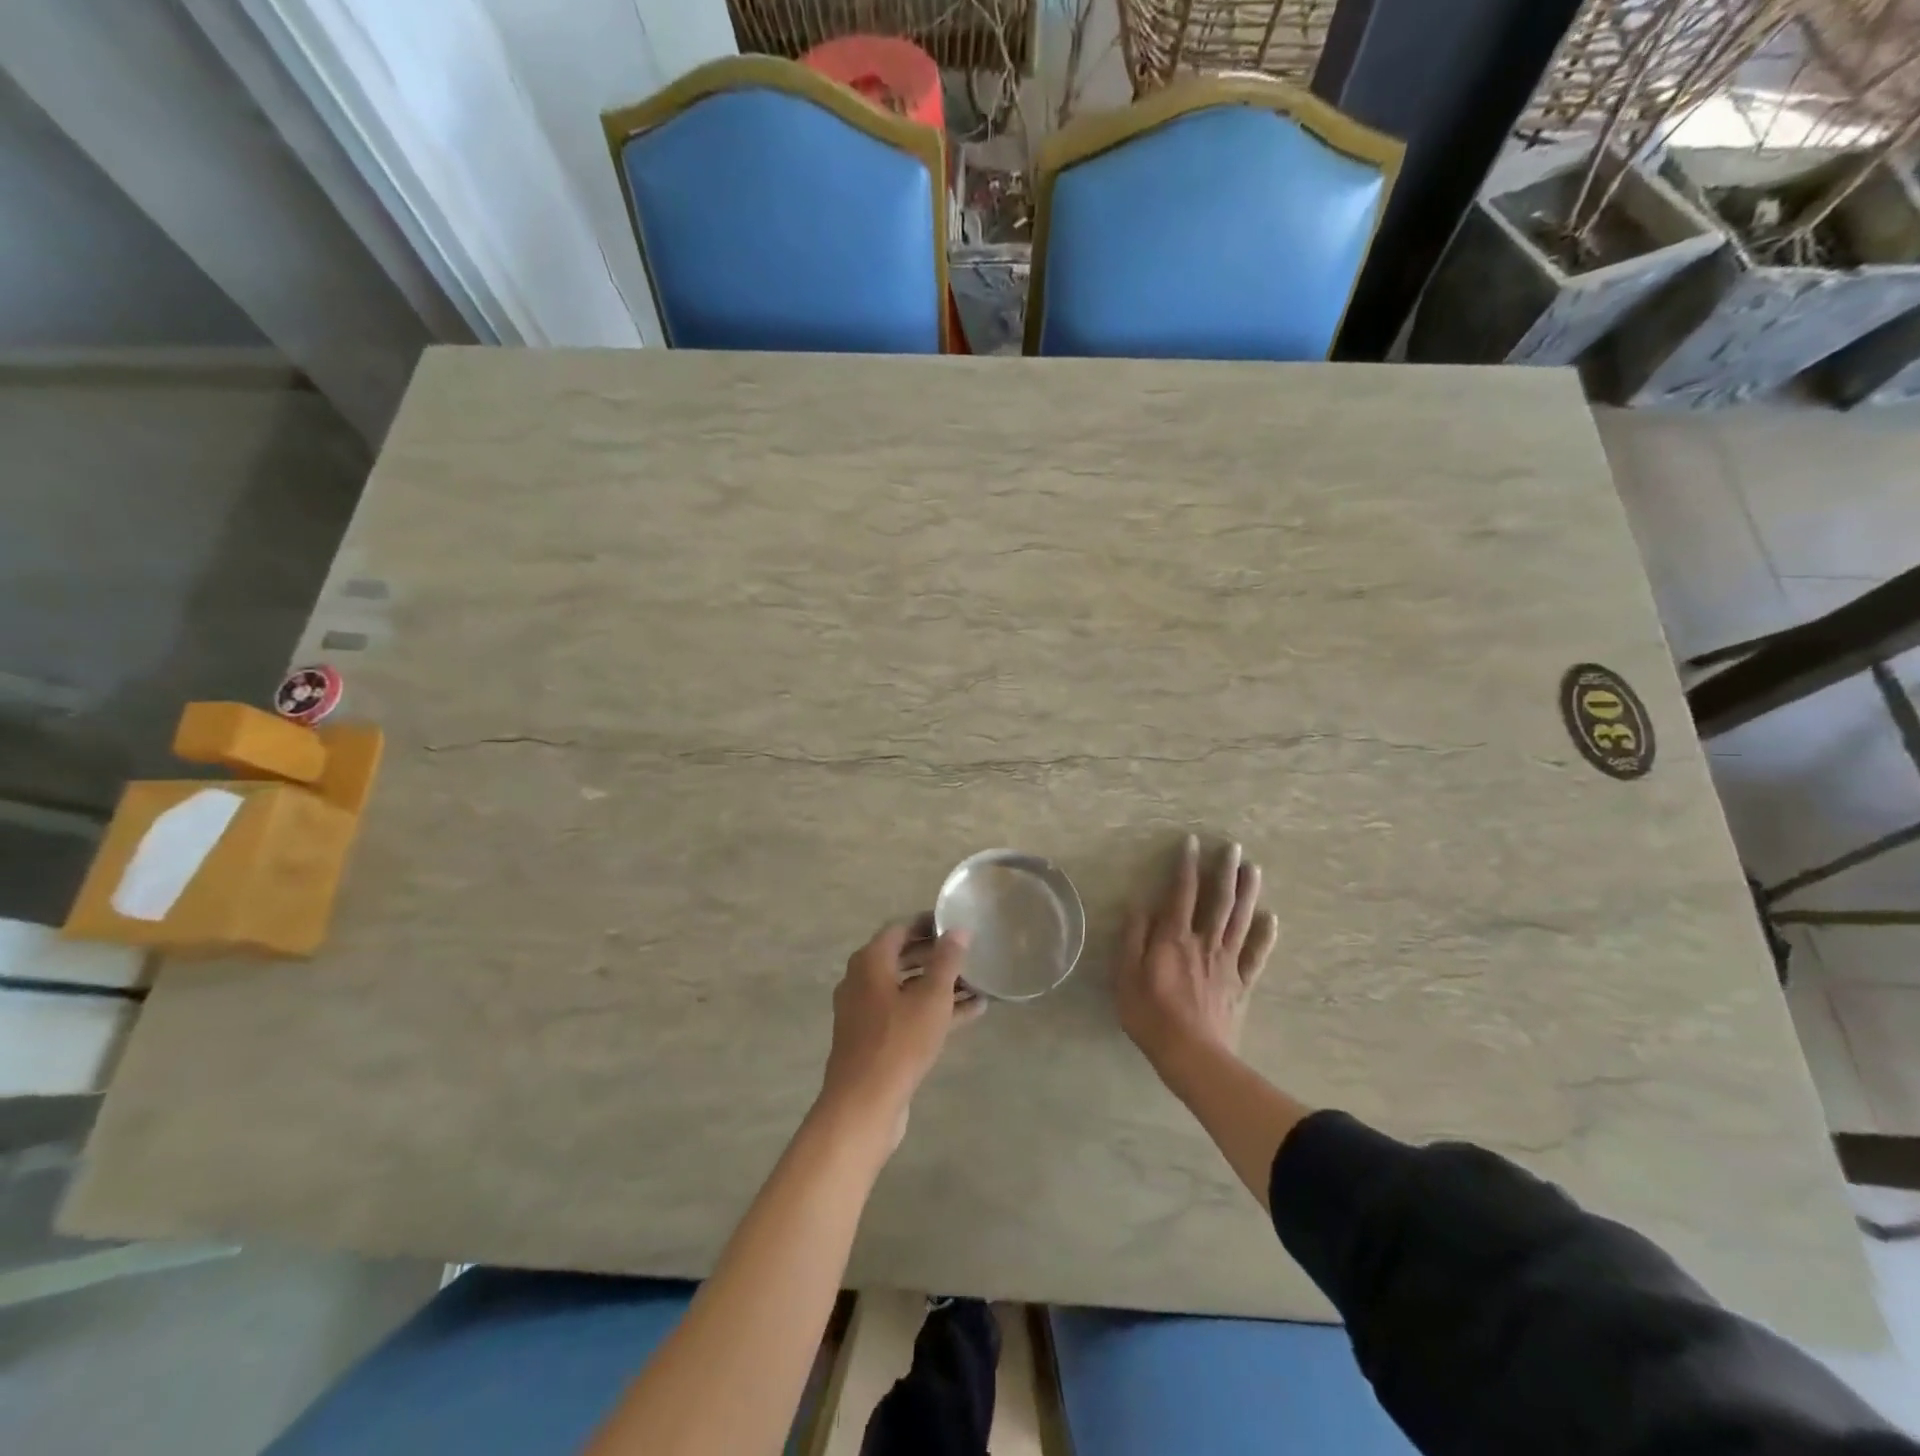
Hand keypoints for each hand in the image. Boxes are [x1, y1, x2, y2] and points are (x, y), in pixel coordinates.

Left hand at [817, 919, 984, 1147]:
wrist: (864, 1104)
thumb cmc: (899, 1041)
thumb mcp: (931, 997)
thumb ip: (947, 960)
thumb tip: (958, 930)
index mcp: (870, 962)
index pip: (900, 929)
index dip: (928, 924)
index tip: (955, 924)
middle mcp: (862, 981)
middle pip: (903, 958)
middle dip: (937, 956)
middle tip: (969, 954)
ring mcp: (866, 1012)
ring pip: (907, 988)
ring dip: (940, 985)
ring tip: (977, 984)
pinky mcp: (874, 1039)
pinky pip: (906, 1013)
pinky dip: (932, 1010)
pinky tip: (970, 1013)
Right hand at [1117, 835, 1277, 1071]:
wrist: (1193, 1056)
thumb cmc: (1151, 1016)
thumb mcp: (1126, 977)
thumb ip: (1133, 939)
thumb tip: (1140, 906)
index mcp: (1174, 938)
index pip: (1181, 893)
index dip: (1186, 866)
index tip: (1192, 842)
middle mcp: (1204, 942)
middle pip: (1218, 900)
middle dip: (1225, 870)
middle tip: (1233, 846)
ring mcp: (1227, 962)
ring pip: (1240, 920)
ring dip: (1248, 892)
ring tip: (1253, 868)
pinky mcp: (1241, 984)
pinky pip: (1256, 955)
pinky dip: (1264, 936)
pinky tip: (1271, 919)